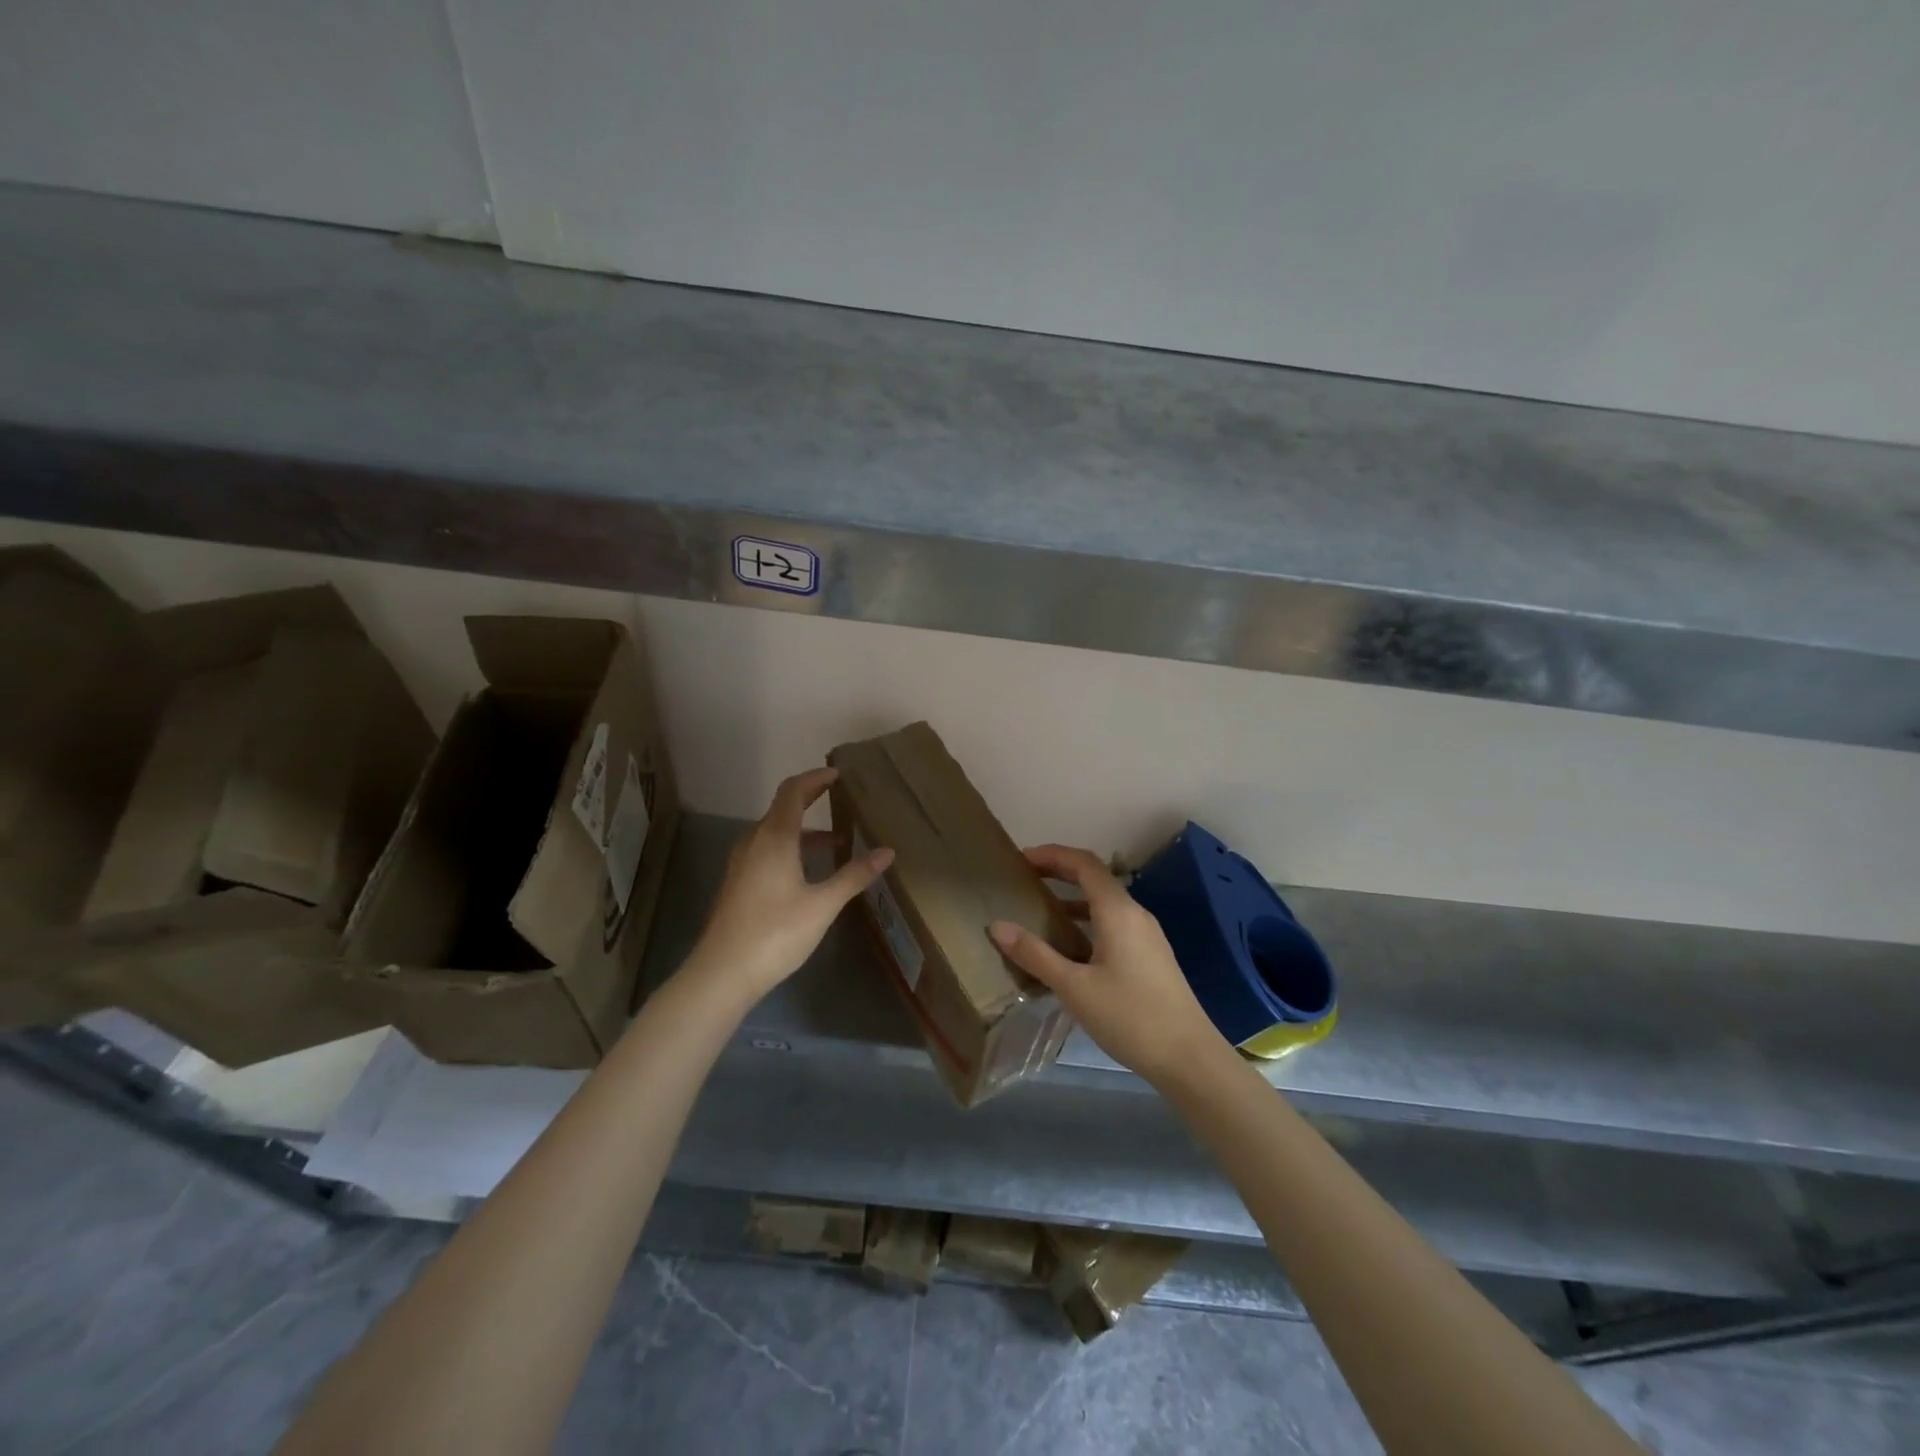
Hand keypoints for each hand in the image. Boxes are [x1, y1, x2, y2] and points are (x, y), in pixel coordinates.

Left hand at [684, 767, 893, 1004]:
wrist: (722, 973)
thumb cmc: (776, 933)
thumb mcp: (823, 904)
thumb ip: (854, 875)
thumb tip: (887, 852)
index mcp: (774, 837)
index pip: (793, 791)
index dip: (815, 778)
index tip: (838, 774)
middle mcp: (754, 842)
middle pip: (782, 808)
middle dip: (811, 800)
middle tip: (840, 797)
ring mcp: (742, 863)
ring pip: (775, 832)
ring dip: (803, 829)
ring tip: (836, 842)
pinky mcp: (739, 883)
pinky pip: (767, 850)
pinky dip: (791, 847)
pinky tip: (809, 872)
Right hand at [989, 844, 1228, 1088]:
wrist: (1189, 1058)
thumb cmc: (1130, 1017)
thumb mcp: (1074, 988)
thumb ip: (1035, 955)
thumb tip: (996, 926)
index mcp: (1118, 911)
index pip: (1084, 863)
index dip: (1051, 854)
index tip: (1020, 860)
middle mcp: (1135, 913)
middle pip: (1094, 878)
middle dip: (1059, 872)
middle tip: (1024, 880)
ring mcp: (1146, 935)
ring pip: (1104, 903)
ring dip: (1072, 899)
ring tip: (1038, 911)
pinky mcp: (1150, 955)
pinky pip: (1113, 923)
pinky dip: (1086, 921)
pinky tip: (1068, 947)